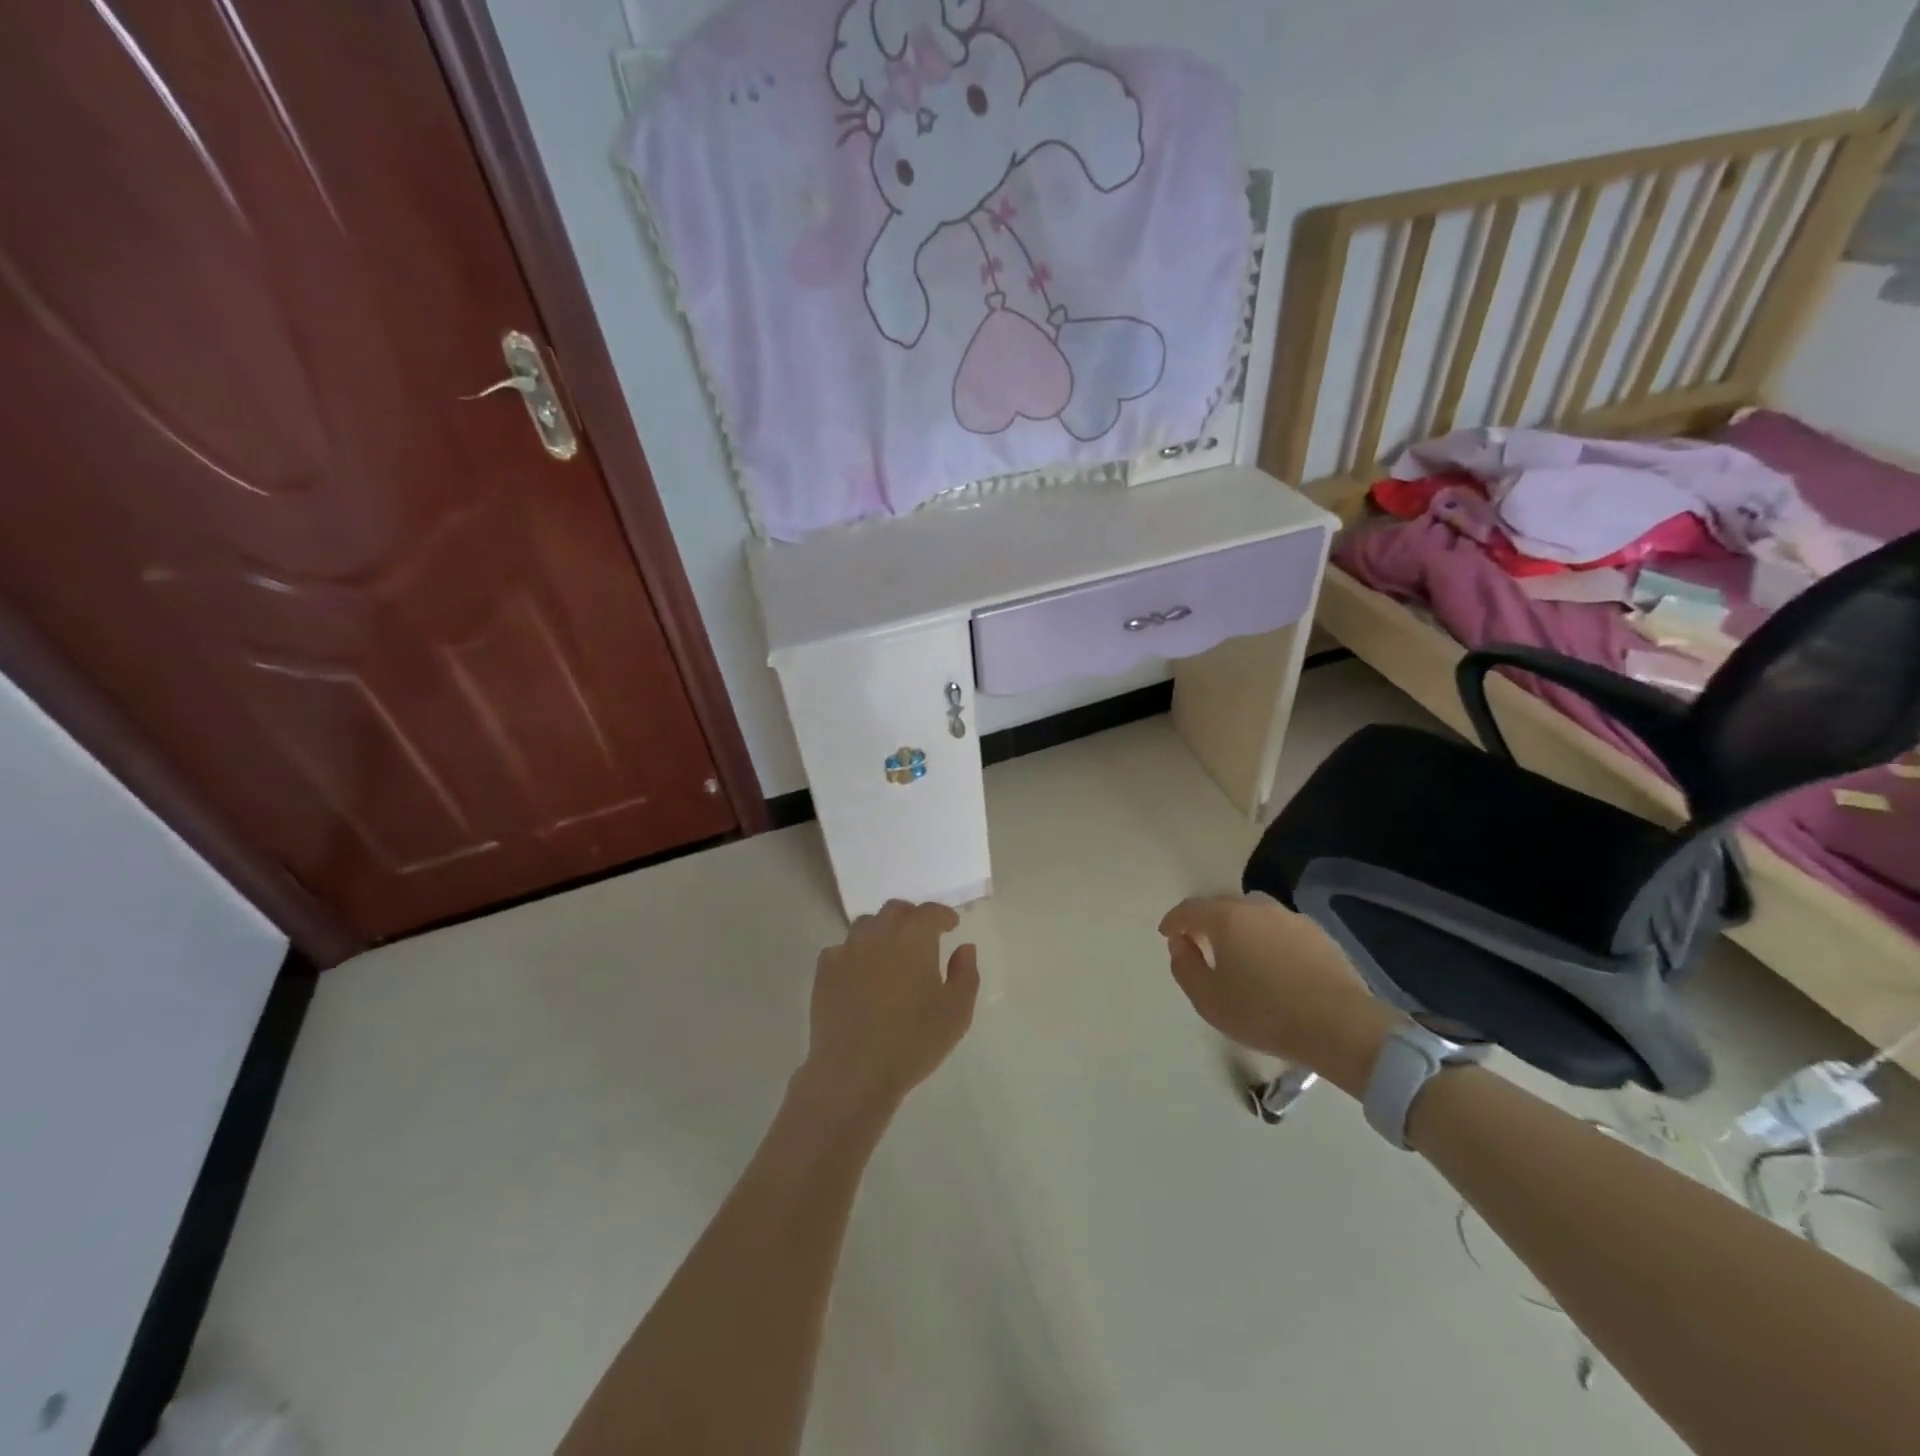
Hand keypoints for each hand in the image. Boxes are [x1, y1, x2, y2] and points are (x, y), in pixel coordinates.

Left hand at [799, 900, 980, 1119]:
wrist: (853, 1072)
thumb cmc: (913, 1042)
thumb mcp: (956, 1013)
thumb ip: (965, 974)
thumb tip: (964, 948)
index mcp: (913, 938)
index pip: (930, 912)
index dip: (943, 915)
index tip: (951, 925)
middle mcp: (878, 934)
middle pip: (895, 910)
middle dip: (912, 917)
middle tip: (922, 935)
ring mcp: (847, 950)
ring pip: (866, 925)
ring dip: (882, 931)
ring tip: (891, 953)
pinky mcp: (824, 970)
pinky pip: (842, 949)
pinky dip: (856, 953)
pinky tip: (861, 974)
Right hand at [1159, 894, 1399, 1094]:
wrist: (1340, 1026)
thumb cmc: (1264, 1012)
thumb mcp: (1208, 998)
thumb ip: (1185, 966)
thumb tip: (1181, 944)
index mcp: (1226, 917)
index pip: (1190, 909)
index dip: (1174, 920)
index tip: (1166, 934)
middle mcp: (1257, 907)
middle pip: (1223, 906)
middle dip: (1206, 921)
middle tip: (1199, 943)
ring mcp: (1291, 918)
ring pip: (1254, 914)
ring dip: (1239, 927)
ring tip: (1237, 953)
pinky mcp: (1319, 936)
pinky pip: (1280, 930)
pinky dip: (1267, 939)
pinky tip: (1272, 965)